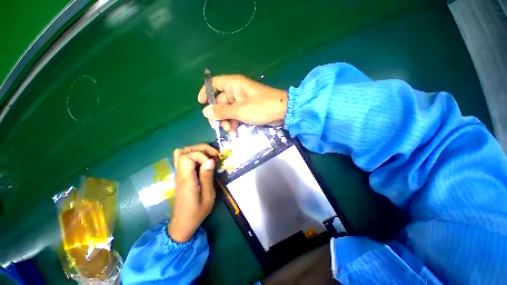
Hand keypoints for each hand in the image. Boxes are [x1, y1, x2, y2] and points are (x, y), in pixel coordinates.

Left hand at [168, 144, 218, 242]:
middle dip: (201, 148)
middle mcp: (180, 173)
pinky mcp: (180, 175)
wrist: (182, 223)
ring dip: (197, 150)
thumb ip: (207, 177)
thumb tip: (210, 160)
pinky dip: (192, 154)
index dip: (201, 155)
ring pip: (181, 152)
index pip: (186, 157)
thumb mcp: (208, 196)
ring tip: (209, 155)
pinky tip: (202, 160)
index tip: (212, 162)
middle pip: (184, 151)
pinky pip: (181, 158)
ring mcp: (178, 173)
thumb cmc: (197, 212)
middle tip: (214, 154)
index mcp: (186, 179)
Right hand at [198, 75, 287, 132]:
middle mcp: (237, 91)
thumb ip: (222, 111)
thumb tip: (205, 112)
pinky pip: (237, 115)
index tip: (200, 104)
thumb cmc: (261, 107)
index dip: (206, 92)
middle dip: (219, 115)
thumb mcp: (240, 110)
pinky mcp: (248, 109)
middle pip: (221, 101)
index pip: (215, 83)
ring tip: (230, 131)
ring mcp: (243, 101)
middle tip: (219, 127)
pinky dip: (235, 123)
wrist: (283, 112)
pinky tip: (235, 132)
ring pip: (229, 111)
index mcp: (234, 85)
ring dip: (227, 121)